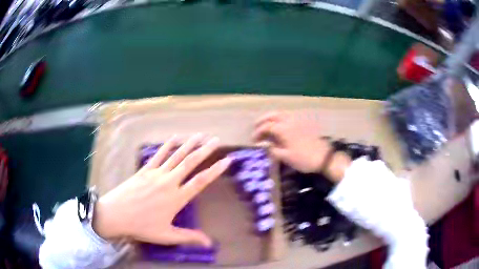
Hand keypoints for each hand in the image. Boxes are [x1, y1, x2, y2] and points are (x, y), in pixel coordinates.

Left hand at [93, 134, 230, 246]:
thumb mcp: (167, 235)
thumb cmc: (142, 226)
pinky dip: (167, 145)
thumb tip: (209, 244)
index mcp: (176, 198)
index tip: (227, 160)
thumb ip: (189, 237)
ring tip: (200, 135)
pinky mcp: (145, 170)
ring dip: (189, 144)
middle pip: (190, 162)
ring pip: (176, 155)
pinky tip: (175, 138)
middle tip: (216, 140)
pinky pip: (158, 155)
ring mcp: (156, 173)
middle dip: (205, 150)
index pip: (201, 181)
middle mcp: (169, 182)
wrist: (116, 214)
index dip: (215, 170)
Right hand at [253, 111, 331, 173]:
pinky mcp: (303, 122)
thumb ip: (273, 149)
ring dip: (271, 117)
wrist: (323, 157)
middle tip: (256, 126)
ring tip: (266, 124)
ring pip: (281, 113)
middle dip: (262, 120)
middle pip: (273, 115)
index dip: (258, 132)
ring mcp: (297, 120)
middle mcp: (289, 121)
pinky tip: (279, 125)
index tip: (253, 140)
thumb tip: (264, 145)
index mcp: (284, 129)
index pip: (267, 127)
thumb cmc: (303, 158)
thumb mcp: (286, 157)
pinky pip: (289, 116)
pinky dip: (280, 118)